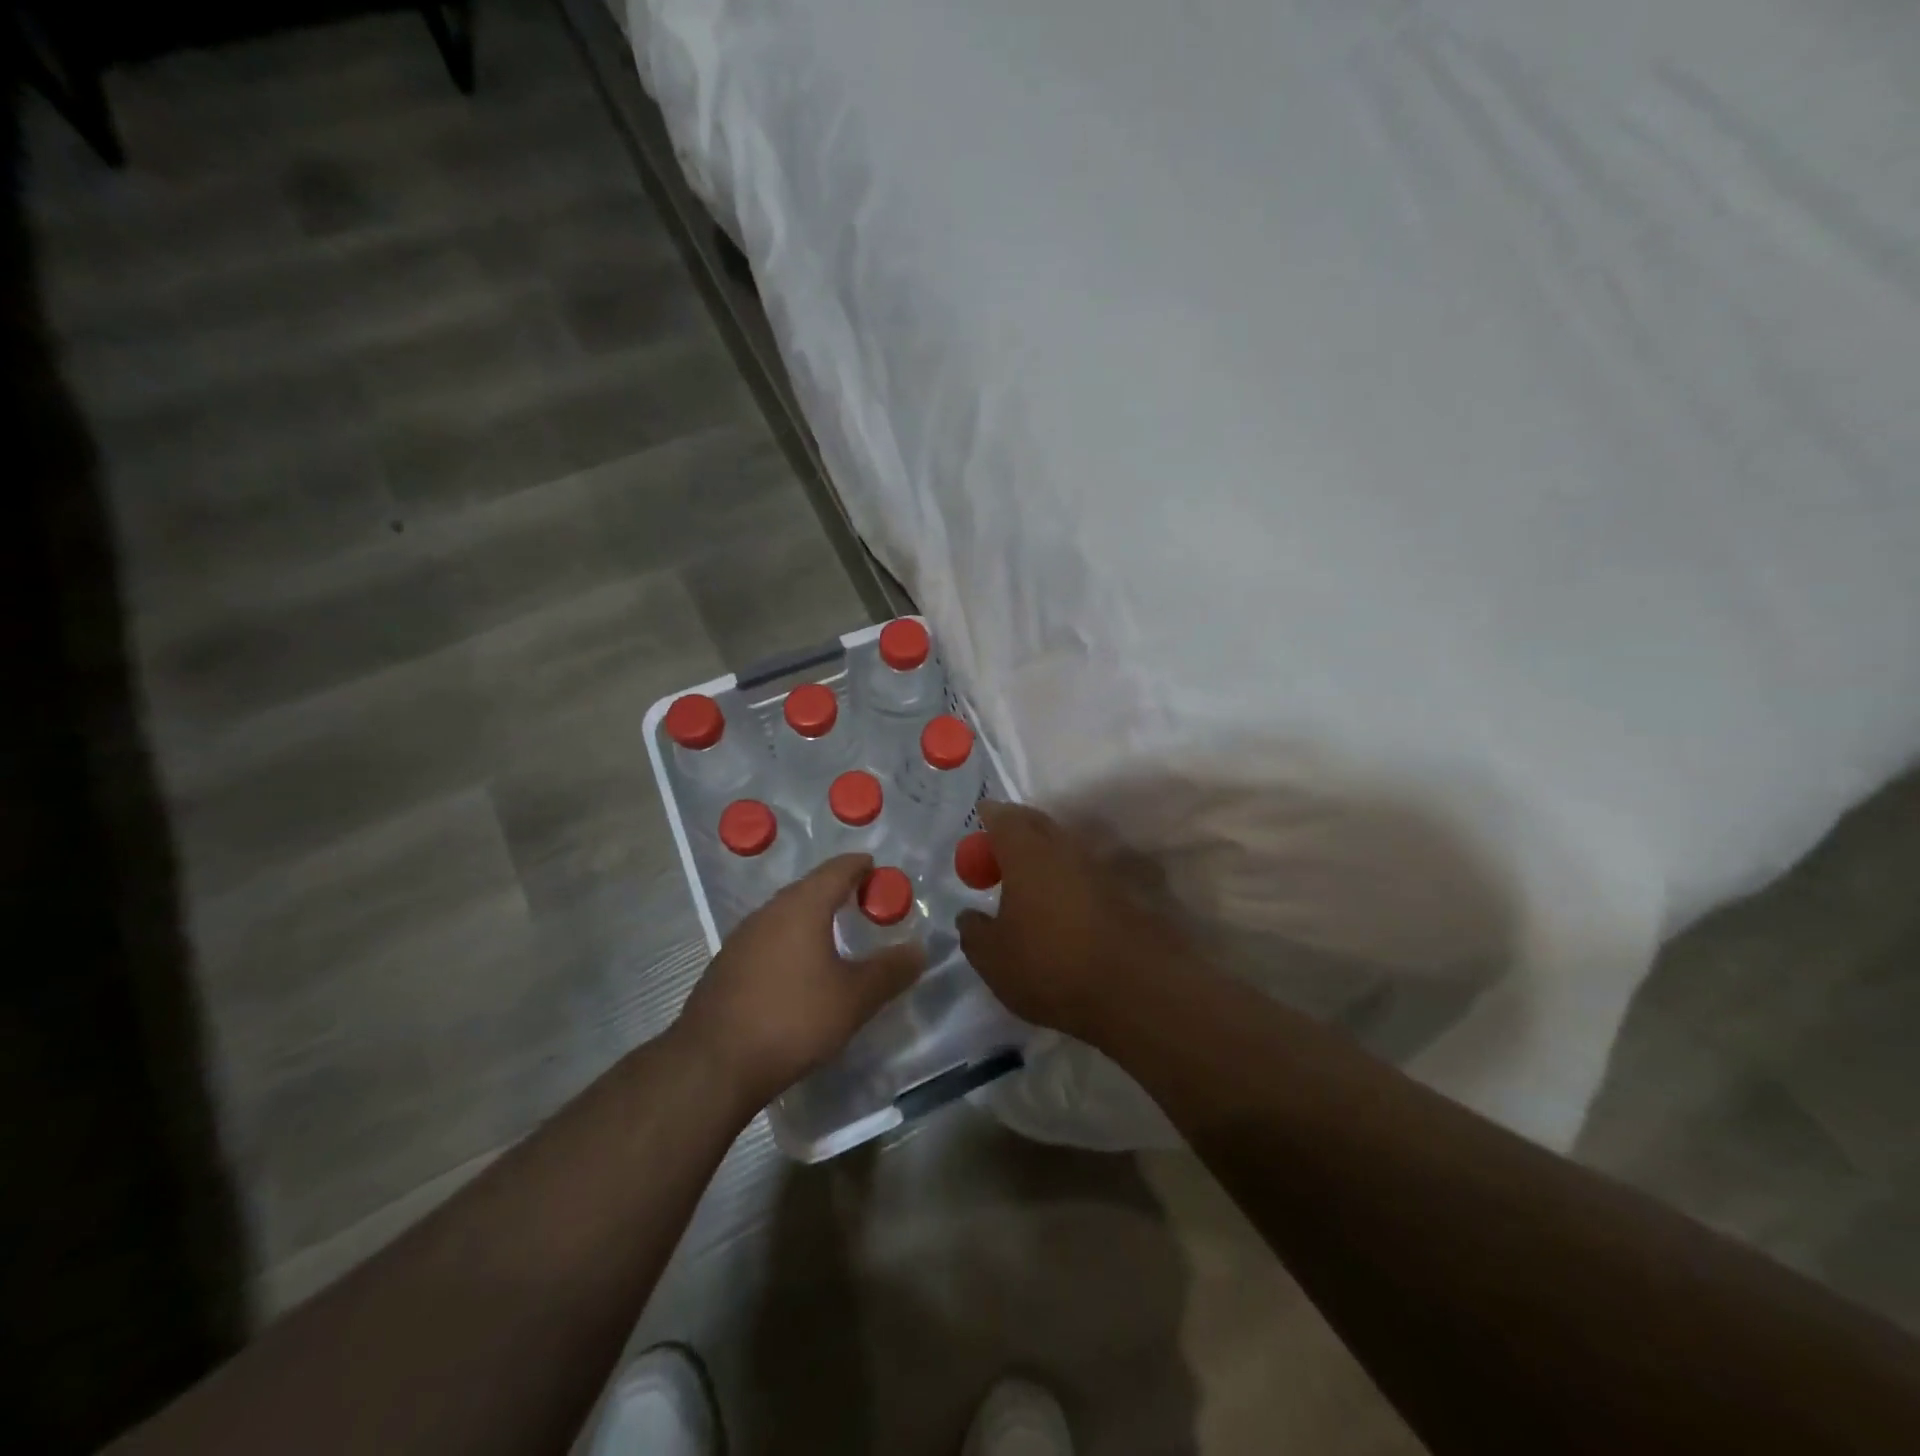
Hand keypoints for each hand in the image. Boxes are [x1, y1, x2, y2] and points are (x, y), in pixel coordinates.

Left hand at [677, 854, 923, 1110]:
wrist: (713, 1064)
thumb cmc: (793, 1020)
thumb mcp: (854, 998)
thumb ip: (890, 971)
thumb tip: (919, 949)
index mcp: (802, 907)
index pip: (836, 870)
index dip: (859, 865)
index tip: (876, 867)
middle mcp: (769, 912)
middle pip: (808, 888)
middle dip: (836, 889)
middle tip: (863, 900)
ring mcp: (742, 938)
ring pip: (784, 914)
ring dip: (811, 915)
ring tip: (833, 932)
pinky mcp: (726, 965)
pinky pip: (767, 938)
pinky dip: (789, 940)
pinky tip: (797, 967)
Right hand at [957, 802, 1183, 1041]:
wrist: (1133, 989)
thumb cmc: (1049, 965)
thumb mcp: (992, 958)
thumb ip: (974, 931)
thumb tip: (969, 916)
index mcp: (1026, 852)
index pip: (1003, 817)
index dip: (989, 816)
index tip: (980, 821)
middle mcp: (1064, 847)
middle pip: (1037, 823)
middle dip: (1017, 828)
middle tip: (1000, 847)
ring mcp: (1099, 866)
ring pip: (1064, 847)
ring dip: (1045, 855)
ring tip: (1030, 882)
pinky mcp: (1123, 891)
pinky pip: (1086, 872)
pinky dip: (1069, 879)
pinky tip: (1063, 907)